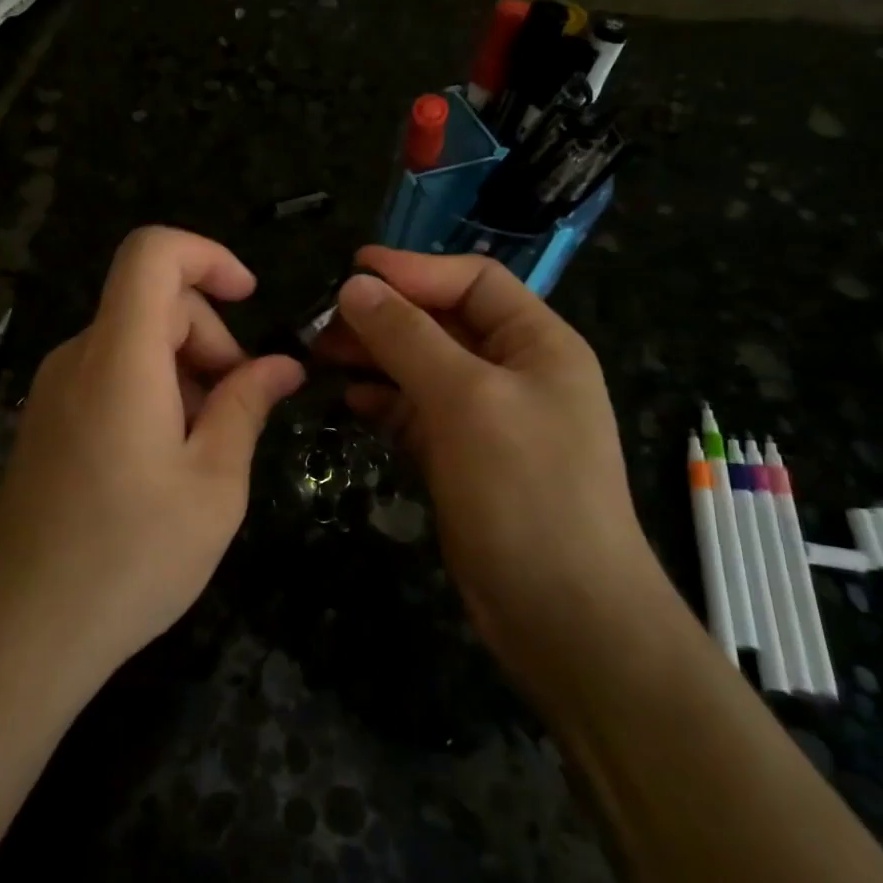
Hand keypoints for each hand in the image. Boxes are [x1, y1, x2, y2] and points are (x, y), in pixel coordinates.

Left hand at [0, 227, 304, 682]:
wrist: (19, 634)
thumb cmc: (130, 558)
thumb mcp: (214, 484)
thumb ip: (247, 407)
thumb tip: (282, 364)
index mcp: (120, 358)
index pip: (152, 253)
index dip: (208, 255)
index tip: (251, 299)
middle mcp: (78, 358)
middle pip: (152, 303)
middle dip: (210, 339)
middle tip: (239, 411)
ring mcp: (54, 391)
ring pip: (134, 343)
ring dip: (185, 372)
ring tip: (206, 451)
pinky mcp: (46, 422)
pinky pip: (110, 377)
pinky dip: (153, 394)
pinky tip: (167, 464)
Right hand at [317, 247, 663, 681]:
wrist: (562, 612)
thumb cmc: (525, 491)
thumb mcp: (466, 400)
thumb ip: (409, 338)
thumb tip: (355, 286)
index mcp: (537, 343)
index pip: (472, 280)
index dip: (413, 269)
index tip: (350, 271)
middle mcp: (515, 372)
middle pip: (442, 323)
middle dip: (384, 317)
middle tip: (320, 322)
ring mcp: (488, 418)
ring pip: (423, 368)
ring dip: (375, 358)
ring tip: (320, 357)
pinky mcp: (463, 458)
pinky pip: (417, 413)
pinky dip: (384, 402)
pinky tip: (349, 402)